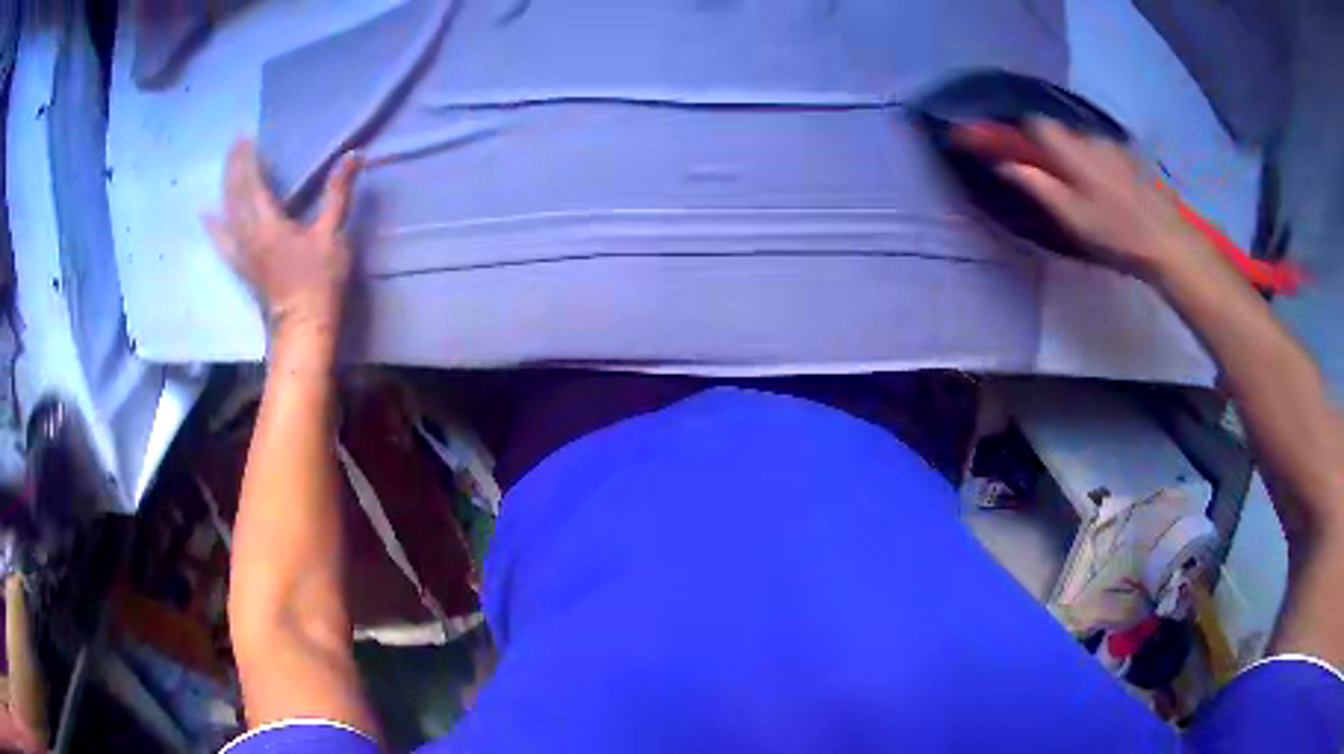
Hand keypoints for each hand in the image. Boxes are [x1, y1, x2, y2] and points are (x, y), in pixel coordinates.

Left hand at [205, 140, 362, 334]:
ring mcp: (243, 253)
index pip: (252, 183)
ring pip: (227, 214)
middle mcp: (249, 235)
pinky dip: (214, 226)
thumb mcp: (332, 234)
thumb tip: (353, 155)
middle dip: (234, 168)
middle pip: (235, 195)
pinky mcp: (243, 268)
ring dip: (225, 188)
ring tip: (226, 169)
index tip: (245, 137)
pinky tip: (207, 216)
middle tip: (235, 144)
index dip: (248, 159)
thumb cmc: (319, 282)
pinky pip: (223, 241)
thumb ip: (337, 193)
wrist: (302, 329)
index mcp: (268, 223)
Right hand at [966, 118, 1211, 281]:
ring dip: (1074, 157)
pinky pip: (1102, 152)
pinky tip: (1106, 192)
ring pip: (1082, 143)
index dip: (1019, 132)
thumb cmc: (1116, 233)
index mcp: (1072, 150)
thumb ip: (1036, 185)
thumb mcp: (1071, 217)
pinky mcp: (1132, 159)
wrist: (1168, 242)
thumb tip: (1002, 163)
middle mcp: (1091, 138)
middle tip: (1051, 182)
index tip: (1011, 149)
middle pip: (1059, 132)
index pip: (1035, 123)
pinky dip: (1095, 164)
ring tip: (1083, 192)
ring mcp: (1114, 147)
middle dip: (1049, 149)